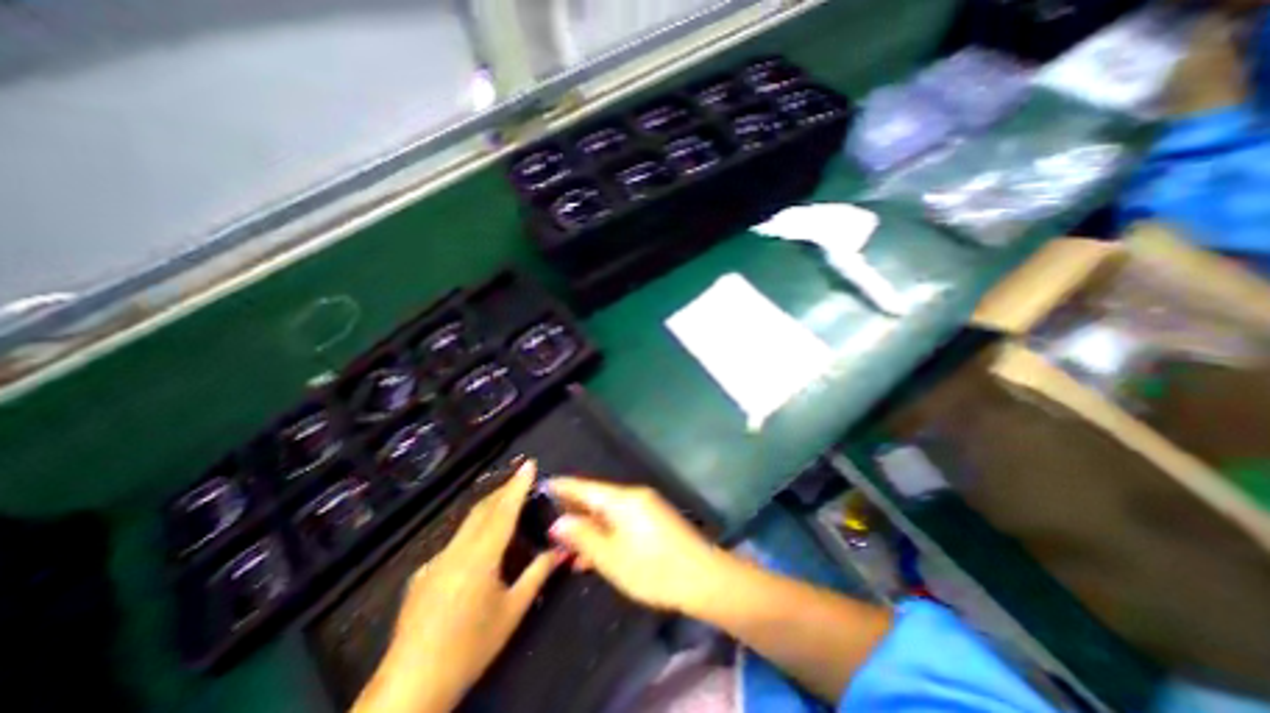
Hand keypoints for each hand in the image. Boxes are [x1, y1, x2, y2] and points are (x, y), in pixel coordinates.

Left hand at [354, 458, 557, 711]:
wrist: (410, 688)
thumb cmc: (470, 647)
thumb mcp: (512, 611)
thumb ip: (538, 574)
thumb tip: (561, 549)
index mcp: (480, 556)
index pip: (504, 510)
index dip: (518, 484)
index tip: (530, 464)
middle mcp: (456, 550)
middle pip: (483, 509)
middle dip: (504, 489)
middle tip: (522, 478)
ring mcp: (435, 561)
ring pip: (467, 523)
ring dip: (489, 508)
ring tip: (507, 503)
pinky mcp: (422, 574)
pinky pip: (454, 543)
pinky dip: (473, 533)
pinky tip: (479, 548)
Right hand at [541, 480, 728, 616]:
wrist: (703, 577)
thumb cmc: (652, 568)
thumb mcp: (611, 557)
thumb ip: (583, 537)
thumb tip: (559, 521)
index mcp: (622, 499)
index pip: (585, 487)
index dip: (564, 486)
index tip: (544, 484)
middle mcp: (633, 496)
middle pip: (597, 499)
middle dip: (574, 511)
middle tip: (549, 522)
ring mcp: (646, 508)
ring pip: (609, 513)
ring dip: (589, 528)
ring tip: (566, 548)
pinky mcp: (654, 521)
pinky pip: (622, 521)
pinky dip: (606, 534)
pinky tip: (593, 555)